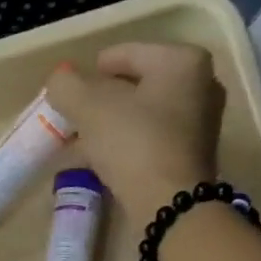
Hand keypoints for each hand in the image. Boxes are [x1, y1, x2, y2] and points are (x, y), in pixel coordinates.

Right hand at [45, 43, 225, 227]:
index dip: (91, 72)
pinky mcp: (193, 157)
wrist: (170, 206)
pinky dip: (126, 146)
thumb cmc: (134, 144)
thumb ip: (67, 86)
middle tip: (74, 120)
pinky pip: (151, 141)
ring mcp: (201, 123)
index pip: (125, 54)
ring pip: (142, 116)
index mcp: (181, 61)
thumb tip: (59, 80)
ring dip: (111, 127)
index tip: (69, 94)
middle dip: (102, 103)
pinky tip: (102, 162)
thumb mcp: (89, 109)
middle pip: (136, 86)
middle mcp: (201, 84)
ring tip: (82, 144)